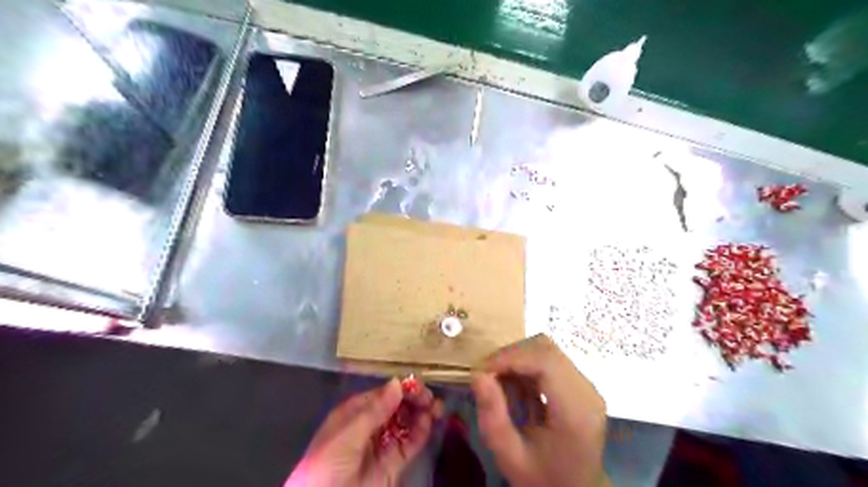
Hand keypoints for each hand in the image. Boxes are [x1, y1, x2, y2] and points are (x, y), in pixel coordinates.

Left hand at [288, 380, 440, 486]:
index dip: (401, 388)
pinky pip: (409, 444)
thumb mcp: (348, 435)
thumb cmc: (327, 465)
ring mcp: (382, 444)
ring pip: (406, 423)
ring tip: (436, 408)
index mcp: (354, 413)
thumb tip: (397, 382)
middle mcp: (370, 425)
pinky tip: (429, 423)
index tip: (418, 386)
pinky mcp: (393, 463)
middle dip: (414, 400)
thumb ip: (375, 410)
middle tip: (430, 398)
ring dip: (421, 414)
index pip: (382, 394)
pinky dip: (421, 432)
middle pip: (396, 407)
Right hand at [472, 334, 605, 485]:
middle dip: (511, 355)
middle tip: (486, 374)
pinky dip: (526, 363)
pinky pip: (550, 359)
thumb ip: (493, 416)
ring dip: (517, 357)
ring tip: (498, 379)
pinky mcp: (580, 383)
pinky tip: (515, 384)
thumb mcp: (510, 456)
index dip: (511, 357)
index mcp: (576, 413)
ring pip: (547, 349)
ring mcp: (587, 385)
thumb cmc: (543, 478)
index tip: (483, 370)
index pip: (546, 362)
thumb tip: (477, 374)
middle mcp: (588, 392)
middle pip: (547, 349)